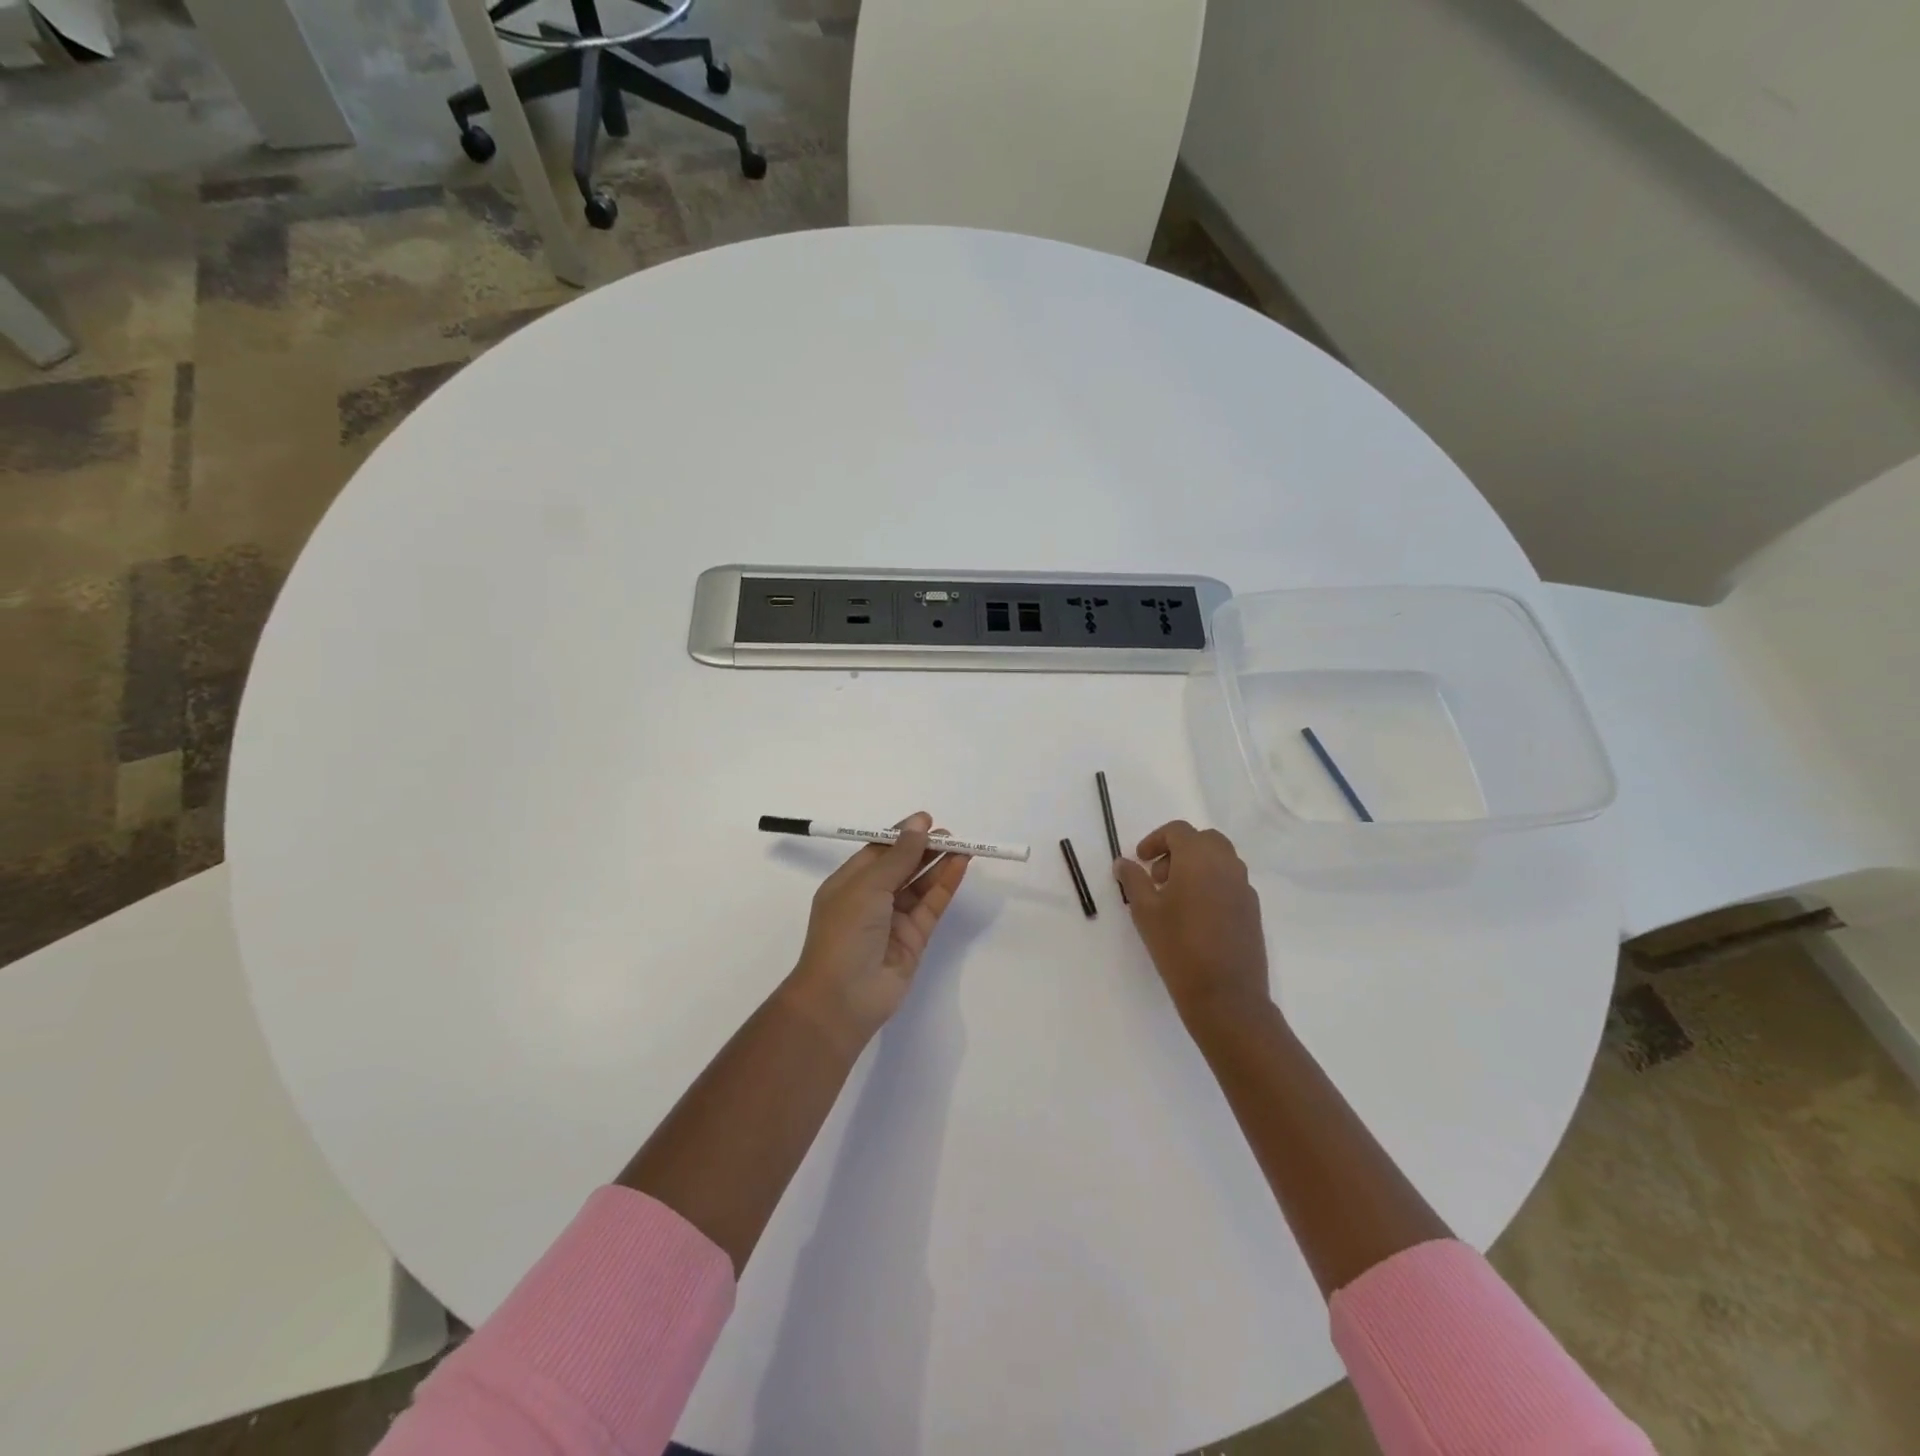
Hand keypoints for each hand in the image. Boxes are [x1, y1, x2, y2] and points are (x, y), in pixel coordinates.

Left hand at [786, 811, 969, 1045]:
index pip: (878, 851)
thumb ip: (898, 856)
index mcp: (848, 883)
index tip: (927, 820)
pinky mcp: (914, 939)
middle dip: (924, 848)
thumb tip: (918, 823)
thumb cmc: (845, 932)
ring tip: (962, 845)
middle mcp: (870, 900)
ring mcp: (893, 920)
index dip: (902, 835)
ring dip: (938, 864)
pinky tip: (959, 865)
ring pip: (920, 885)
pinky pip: (931, 905)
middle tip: (950, 833)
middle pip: (902, 866)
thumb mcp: (868, 886)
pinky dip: (945, 885)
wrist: (843, 998)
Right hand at [1114, 821, 1270, 1020]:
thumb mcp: (1144, 911)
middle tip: (1158, 876)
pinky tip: (1195, 915)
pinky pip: (1231, 882)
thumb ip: (1133, 880)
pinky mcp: (1252, 910)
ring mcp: (1244, 887)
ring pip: (1220, 860)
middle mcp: (1227, 865)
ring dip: (1196, 866)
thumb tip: (1124, 863)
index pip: (1178, 831)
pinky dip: (1211, 884)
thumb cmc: (1178, 946)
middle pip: (1204, 840)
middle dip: (1179, 850)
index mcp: (1199, 858)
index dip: (1155, 840)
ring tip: (1174, 897)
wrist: (1225, 995)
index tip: (1140, 861)